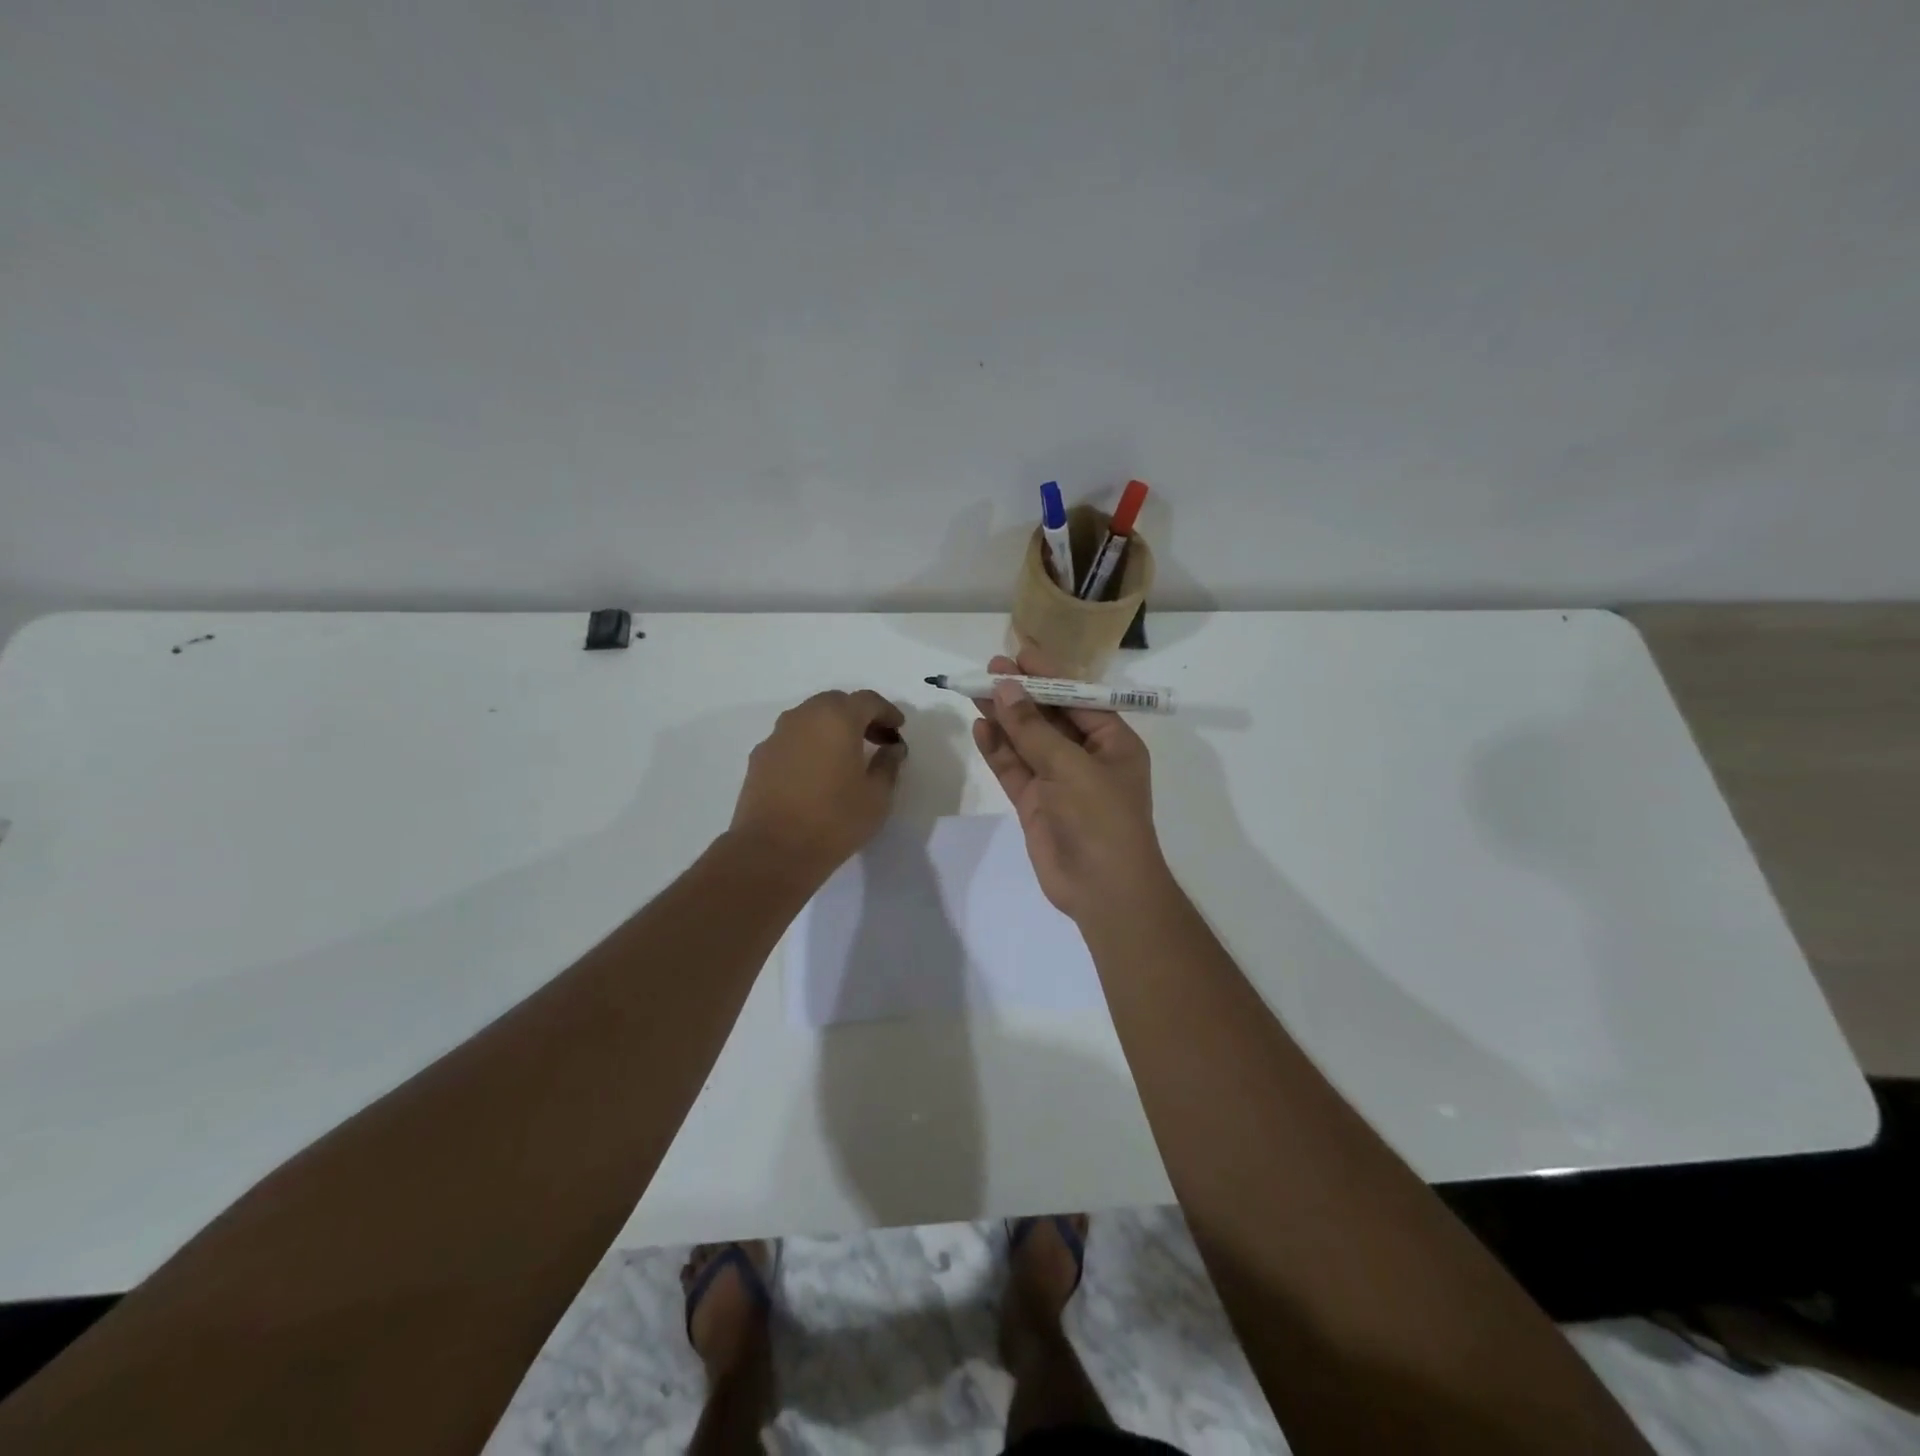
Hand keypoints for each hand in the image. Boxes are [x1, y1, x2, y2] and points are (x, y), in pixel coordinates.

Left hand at [730, 689, 906, 882]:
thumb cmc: (834, 820)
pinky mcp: (759, 757)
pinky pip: (791, 739)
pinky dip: (809, 744)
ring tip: (845, 756)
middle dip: (858, 716)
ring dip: (831, 728)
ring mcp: (777, 736)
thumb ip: (888, 765)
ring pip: (810, 718)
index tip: (898, 729)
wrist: (772, 850)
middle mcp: (804, 717)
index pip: (868, 700)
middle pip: (836, 703)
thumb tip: (892, 748)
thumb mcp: (877, 796)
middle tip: (875, 739)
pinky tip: (816, 772)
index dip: (887, 712)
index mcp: (837, 718)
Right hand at [971, 652, 1168, 923]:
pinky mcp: (1036, 803)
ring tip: (976, 692)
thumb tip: (1006, 688)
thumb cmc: (1101, 819)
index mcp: (1113, 742)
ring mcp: (1059, 781)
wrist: (1103, 889)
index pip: (1078, 698)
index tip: (1019, 653)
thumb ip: (1034, 729)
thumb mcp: (1071, 767)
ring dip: (1005, 718)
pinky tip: (980, 728)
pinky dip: (998, 749)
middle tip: (989, 669)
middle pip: (1050, 717)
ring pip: (1027, 741)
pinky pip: (1015, 769)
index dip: (1049, 675)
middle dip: (1022, 694)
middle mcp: (1086, 757)